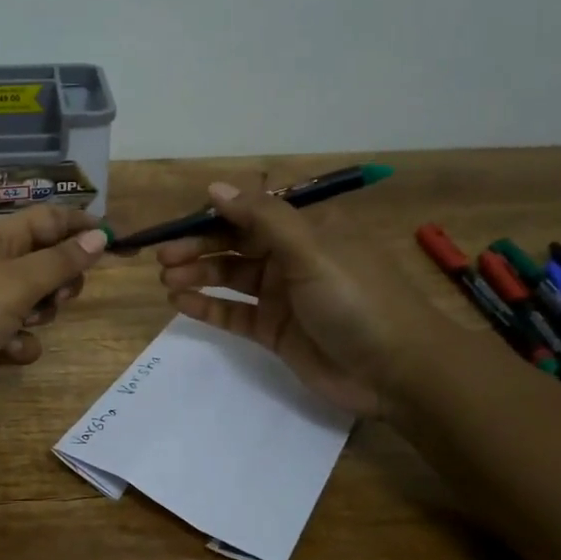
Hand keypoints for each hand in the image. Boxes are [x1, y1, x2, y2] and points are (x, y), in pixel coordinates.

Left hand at [0, 206, 110, 413]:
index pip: (48, 220)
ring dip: (39, 317)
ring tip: (22, 323)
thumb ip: (60, 261)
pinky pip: (19, 338)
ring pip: (37, 305)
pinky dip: (17, 345)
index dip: (81, 225)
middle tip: (60, 295)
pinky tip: (4, 352)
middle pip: (47, 264)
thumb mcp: (16, 281)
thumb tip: (99, 235)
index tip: (116, 239)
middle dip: (61, 281)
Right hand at [152, 182, 435, 416]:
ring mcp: (281, 295)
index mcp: (307, 229)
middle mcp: (291, 257)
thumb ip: (262, 218)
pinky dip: (207, 306)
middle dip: (198, 247)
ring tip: (166, 280)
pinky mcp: (274, 330)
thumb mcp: (312, 250)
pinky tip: (180, 303)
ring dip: (197, 275)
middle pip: (234, 244)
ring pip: (229, 277)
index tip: (177, 225)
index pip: (250, 213)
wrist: (397, 371)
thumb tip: (215, 188)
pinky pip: (233, 313)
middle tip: (163, 258)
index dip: (213, 216)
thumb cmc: (357, 299)